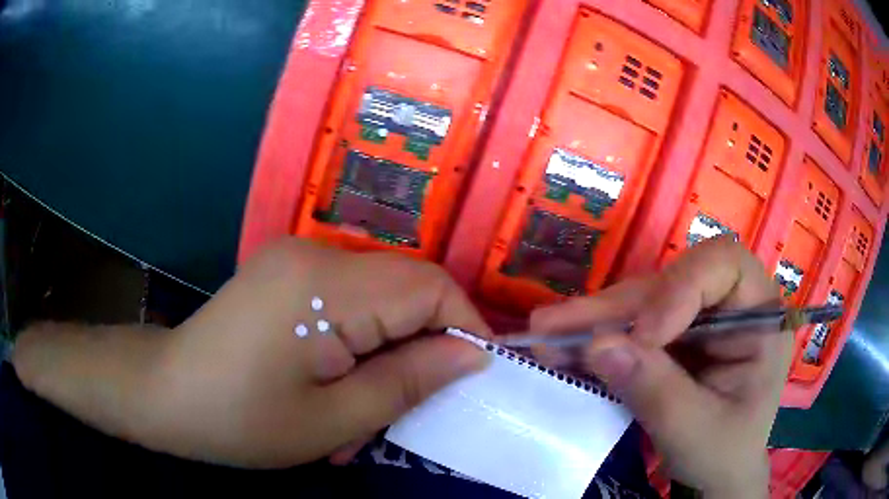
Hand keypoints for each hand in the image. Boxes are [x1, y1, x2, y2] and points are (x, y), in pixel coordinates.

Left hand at [13, 239, 489, 467]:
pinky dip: (356, 347)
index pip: (429, 284)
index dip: (463, 326)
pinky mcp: (286, 275)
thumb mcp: (333, 420)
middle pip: (405, 289)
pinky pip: (347, 303)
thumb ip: (409, 382)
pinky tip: (331, 388)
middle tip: (401, 412)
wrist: (165, 395)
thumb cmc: (240, 419)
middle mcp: (315, 253)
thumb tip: (474, 354)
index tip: (471, 376)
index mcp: (324, 284)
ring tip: (357, 415)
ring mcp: (297, 259)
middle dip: (419, 351)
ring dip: (384, 357)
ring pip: (378, 302)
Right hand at [529, 237, 790, 497]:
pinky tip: (562, 348)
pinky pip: (630, 328)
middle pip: (672, 282)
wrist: (716, 477)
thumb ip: (655, 390)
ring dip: (595, 321)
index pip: (724, 265)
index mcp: (759, 316)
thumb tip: (597, 345)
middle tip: (555, 325)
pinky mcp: (672, 338)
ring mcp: (699, 320)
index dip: (681, 286)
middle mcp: (729, 305)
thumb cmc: (724, 454)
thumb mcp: (695, 431)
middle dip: (616, 308)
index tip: (644, 336)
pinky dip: (596, 340)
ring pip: (643, 302)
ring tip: (546, 334)